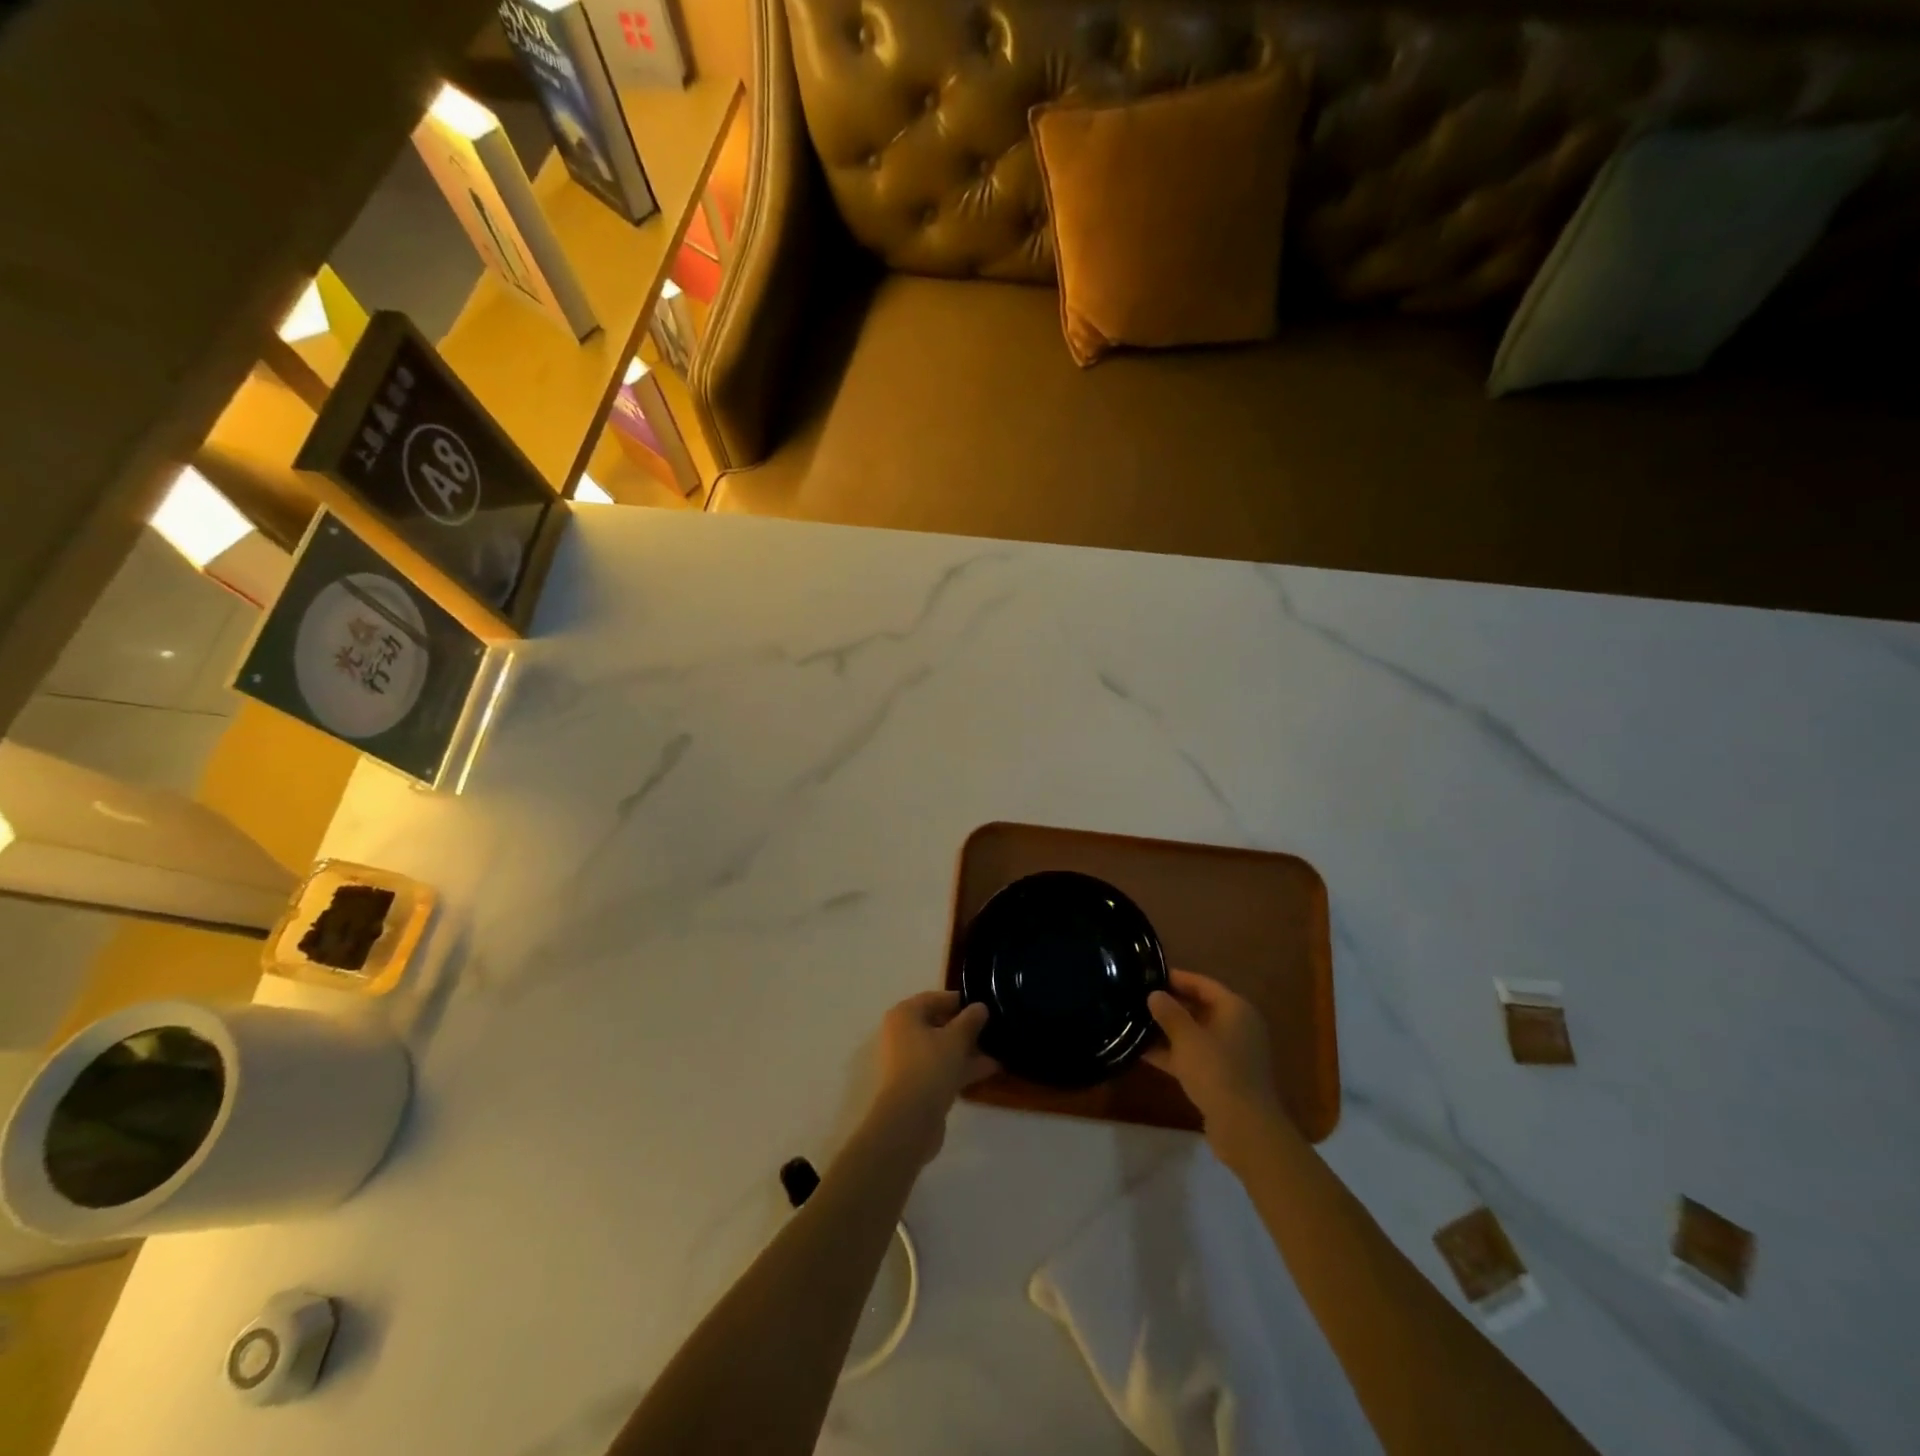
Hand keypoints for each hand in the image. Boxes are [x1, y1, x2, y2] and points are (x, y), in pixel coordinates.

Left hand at [869, 991, 997, 1163]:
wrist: (909, 1120)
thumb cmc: (929, 1067)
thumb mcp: (956, 1038)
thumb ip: (970, 1020)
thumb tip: (980, 1007)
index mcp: (905, 1015)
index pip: (934, 998)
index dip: (959, 1001)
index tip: (983, 1006)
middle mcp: (902, 1034)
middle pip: (938, 1024)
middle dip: (965, 1028)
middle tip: (992, 1029)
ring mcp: (908, 1061)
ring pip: (941, 1049)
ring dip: (967, 1050)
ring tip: (998, 1050)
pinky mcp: (916, 1085)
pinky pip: (941, 1068)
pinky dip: (961, 1067)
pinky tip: (989, 1070)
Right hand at [1146, 970, 1287, 1168]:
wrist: (1244, 1128)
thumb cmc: (1217, 1071)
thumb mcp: (1187, 1037)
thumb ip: (1169, 1013)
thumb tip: (1154, 994)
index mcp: (1235, 1010)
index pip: (1202, 984)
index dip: (1176, 978)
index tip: (1148, 975)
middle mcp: (1237, 1027)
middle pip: (1199, 1008)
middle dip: (1170, 1005)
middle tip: (1138, 999)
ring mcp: (1231, 1054)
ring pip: (1195, 1034)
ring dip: (1168, 1031)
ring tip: (1135, 1023)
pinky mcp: (1223, 1078)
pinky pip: (1194, 1057)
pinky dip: (1173, 1054)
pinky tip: (1143, 1052)